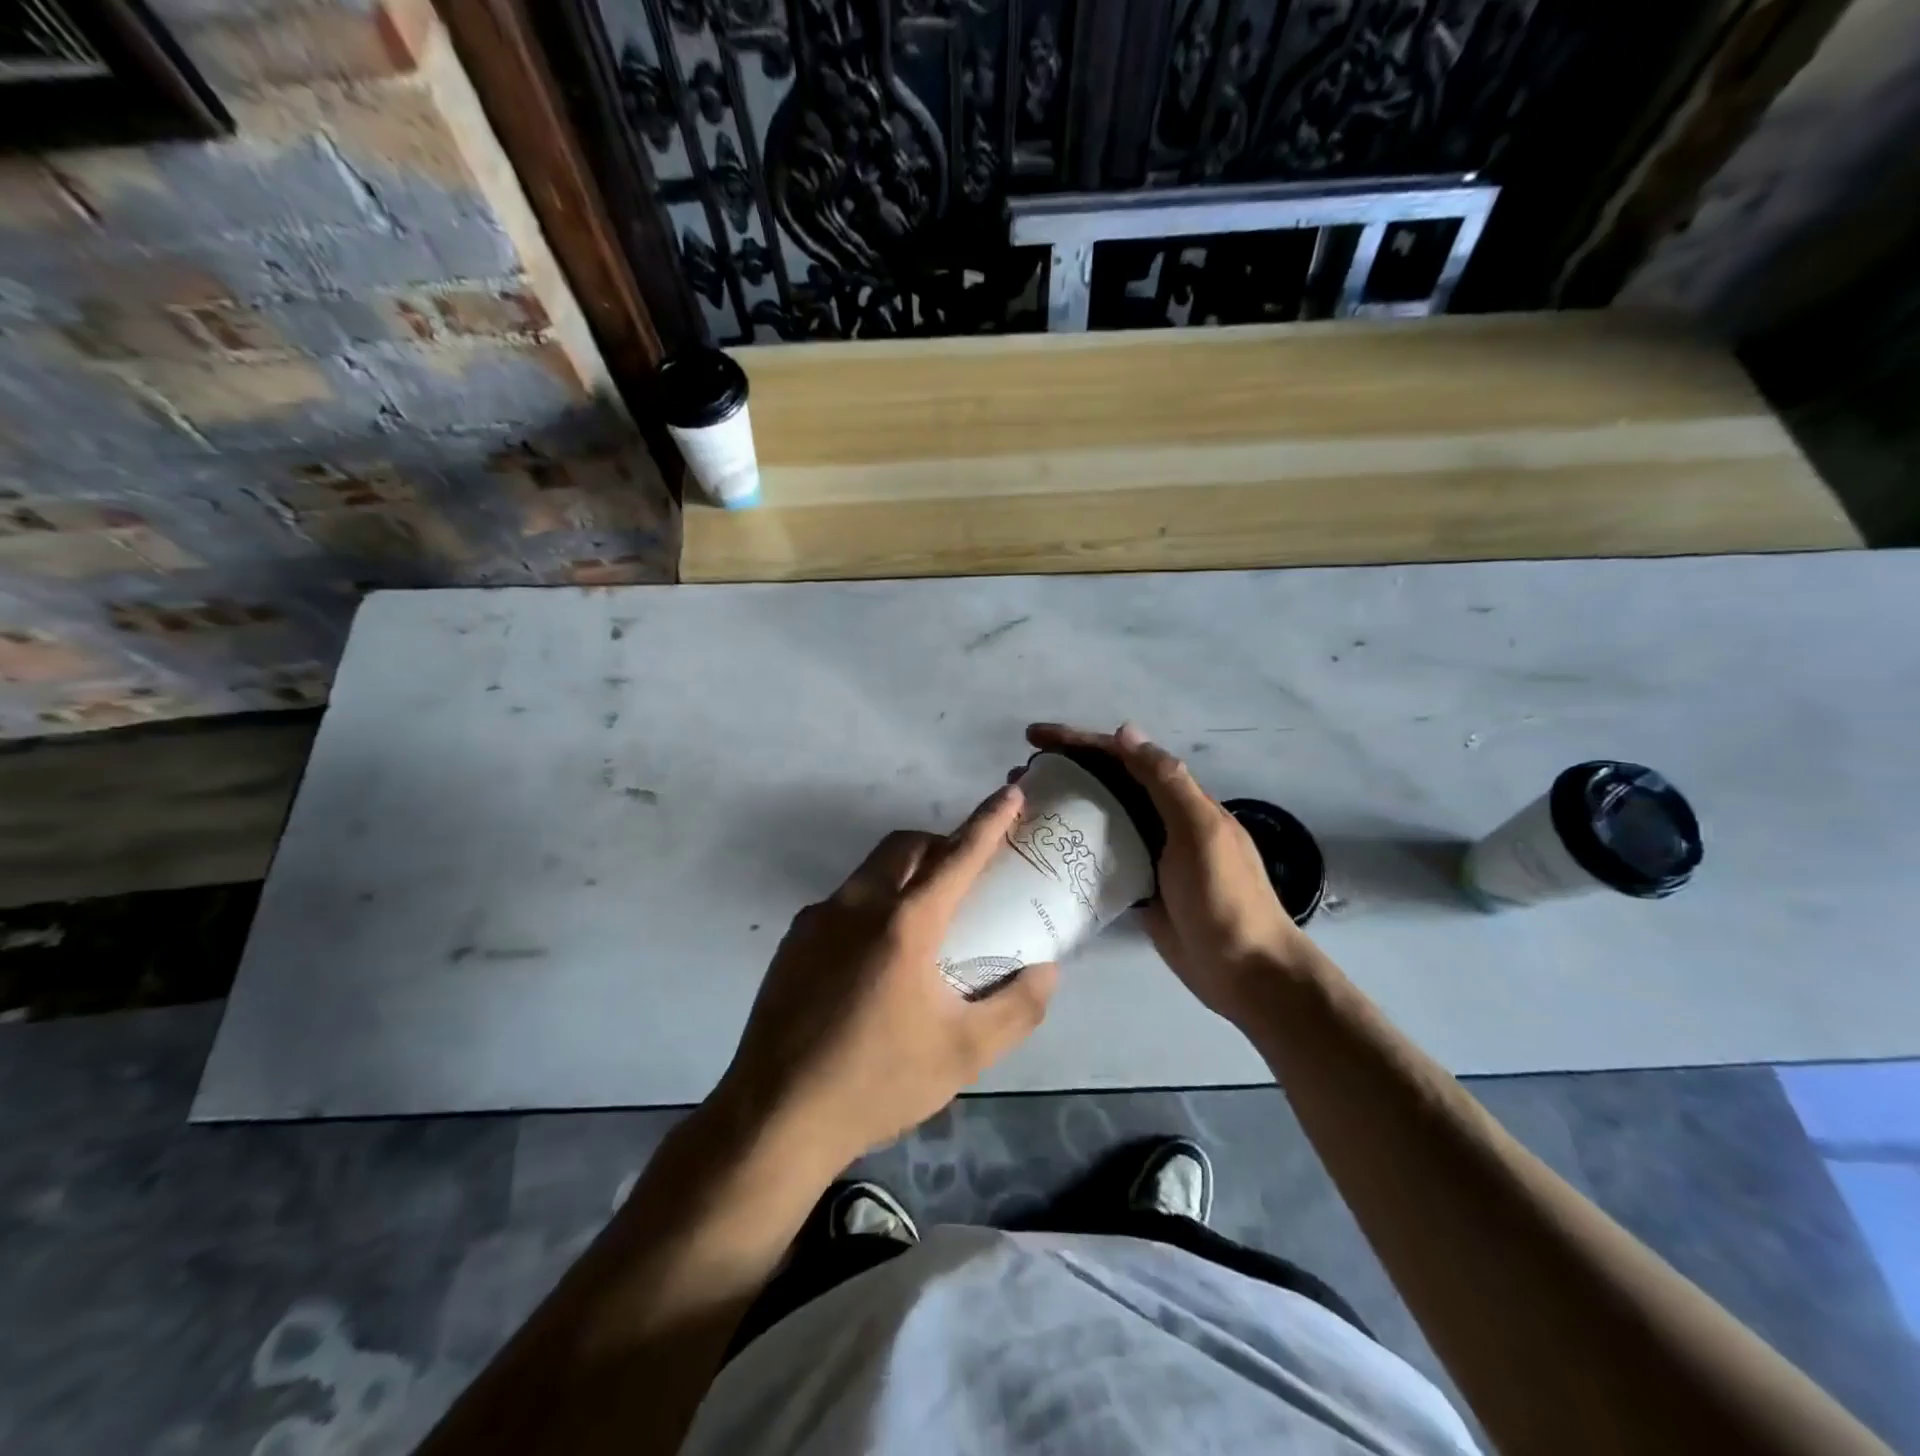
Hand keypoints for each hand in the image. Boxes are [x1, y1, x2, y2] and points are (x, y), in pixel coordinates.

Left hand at [714, 786, 1058, 1172]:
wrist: (775, 1117)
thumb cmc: (877, 1082)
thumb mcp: (964, 1054)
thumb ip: (1017, 1008)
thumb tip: (1047, 971)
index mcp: (905, 924)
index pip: (958, 856)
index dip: (989, 821)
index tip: (1010, 794)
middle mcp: (858, 905)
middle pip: (905, 846)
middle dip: (941, 842)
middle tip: (965, 871)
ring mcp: (817, 920)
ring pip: (870, 871)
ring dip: (904, 872)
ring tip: (923, 919)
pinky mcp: (792, 941)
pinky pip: (843, 902)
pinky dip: (872, 903)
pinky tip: (875, 957)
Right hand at [1025, 722, 1310, 1023]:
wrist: (1246, 970)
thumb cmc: (1225, 895)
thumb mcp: (1200, 831)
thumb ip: (1167, 781)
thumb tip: (1125, 731)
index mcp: (1178, 799)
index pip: (1121, 756)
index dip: (1078, 741)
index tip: (1034, 738)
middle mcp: (1160, 818)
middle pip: (1106, 782)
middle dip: (1063, 769)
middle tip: (1018, 775)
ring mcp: (1148, 854)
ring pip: (1099, 817)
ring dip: (1064, 805)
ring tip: (1023, 807)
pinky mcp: (1136, 886)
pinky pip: (1099, 856)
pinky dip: (1074, 846)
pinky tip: (1045, 849)